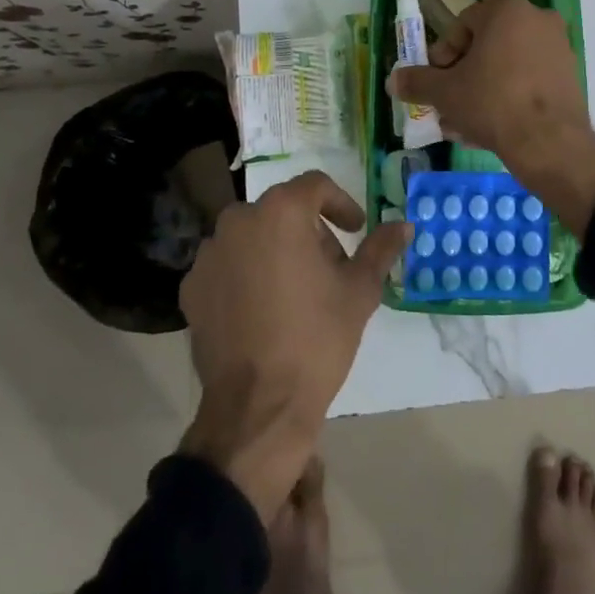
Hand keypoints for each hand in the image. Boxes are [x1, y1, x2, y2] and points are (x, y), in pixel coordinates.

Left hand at [178, 171, 408, 519]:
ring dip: (276, 250)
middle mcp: (239, 221)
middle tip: (330, 268)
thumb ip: (380, 249)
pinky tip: (263, 310)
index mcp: (281, 212)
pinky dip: (246, 275)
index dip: (341, 204)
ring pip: (252, 236)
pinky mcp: (192, 287)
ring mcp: (209, 254)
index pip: (315, 185)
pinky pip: (227, 266)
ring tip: (296, 291)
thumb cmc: (316, 339)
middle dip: (309, 231)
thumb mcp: (359, 291)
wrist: (258, 407)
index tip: (355, 230)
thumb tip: (403, 225)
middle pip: (282, 210)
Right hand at [387, 0, 594, 237]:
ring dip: (483, 89)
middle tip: (448, 103)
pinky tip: (490, 128)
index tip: (436, 81)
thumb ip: (417, 82)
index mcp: (506, 10)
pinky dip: (509, 96)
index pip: (463, 25)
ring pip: (507, 65)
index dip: (443, 55)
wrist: (549, 143)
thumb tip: (392, 80)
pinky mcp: (569, 75)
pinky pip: (528, 79)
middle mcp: (537, 18)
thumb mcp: (445, 92)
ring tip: (464, 123)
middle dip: (463, 75)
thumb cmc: (492, 102)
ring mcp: (558, 46)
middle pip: (487, 45)